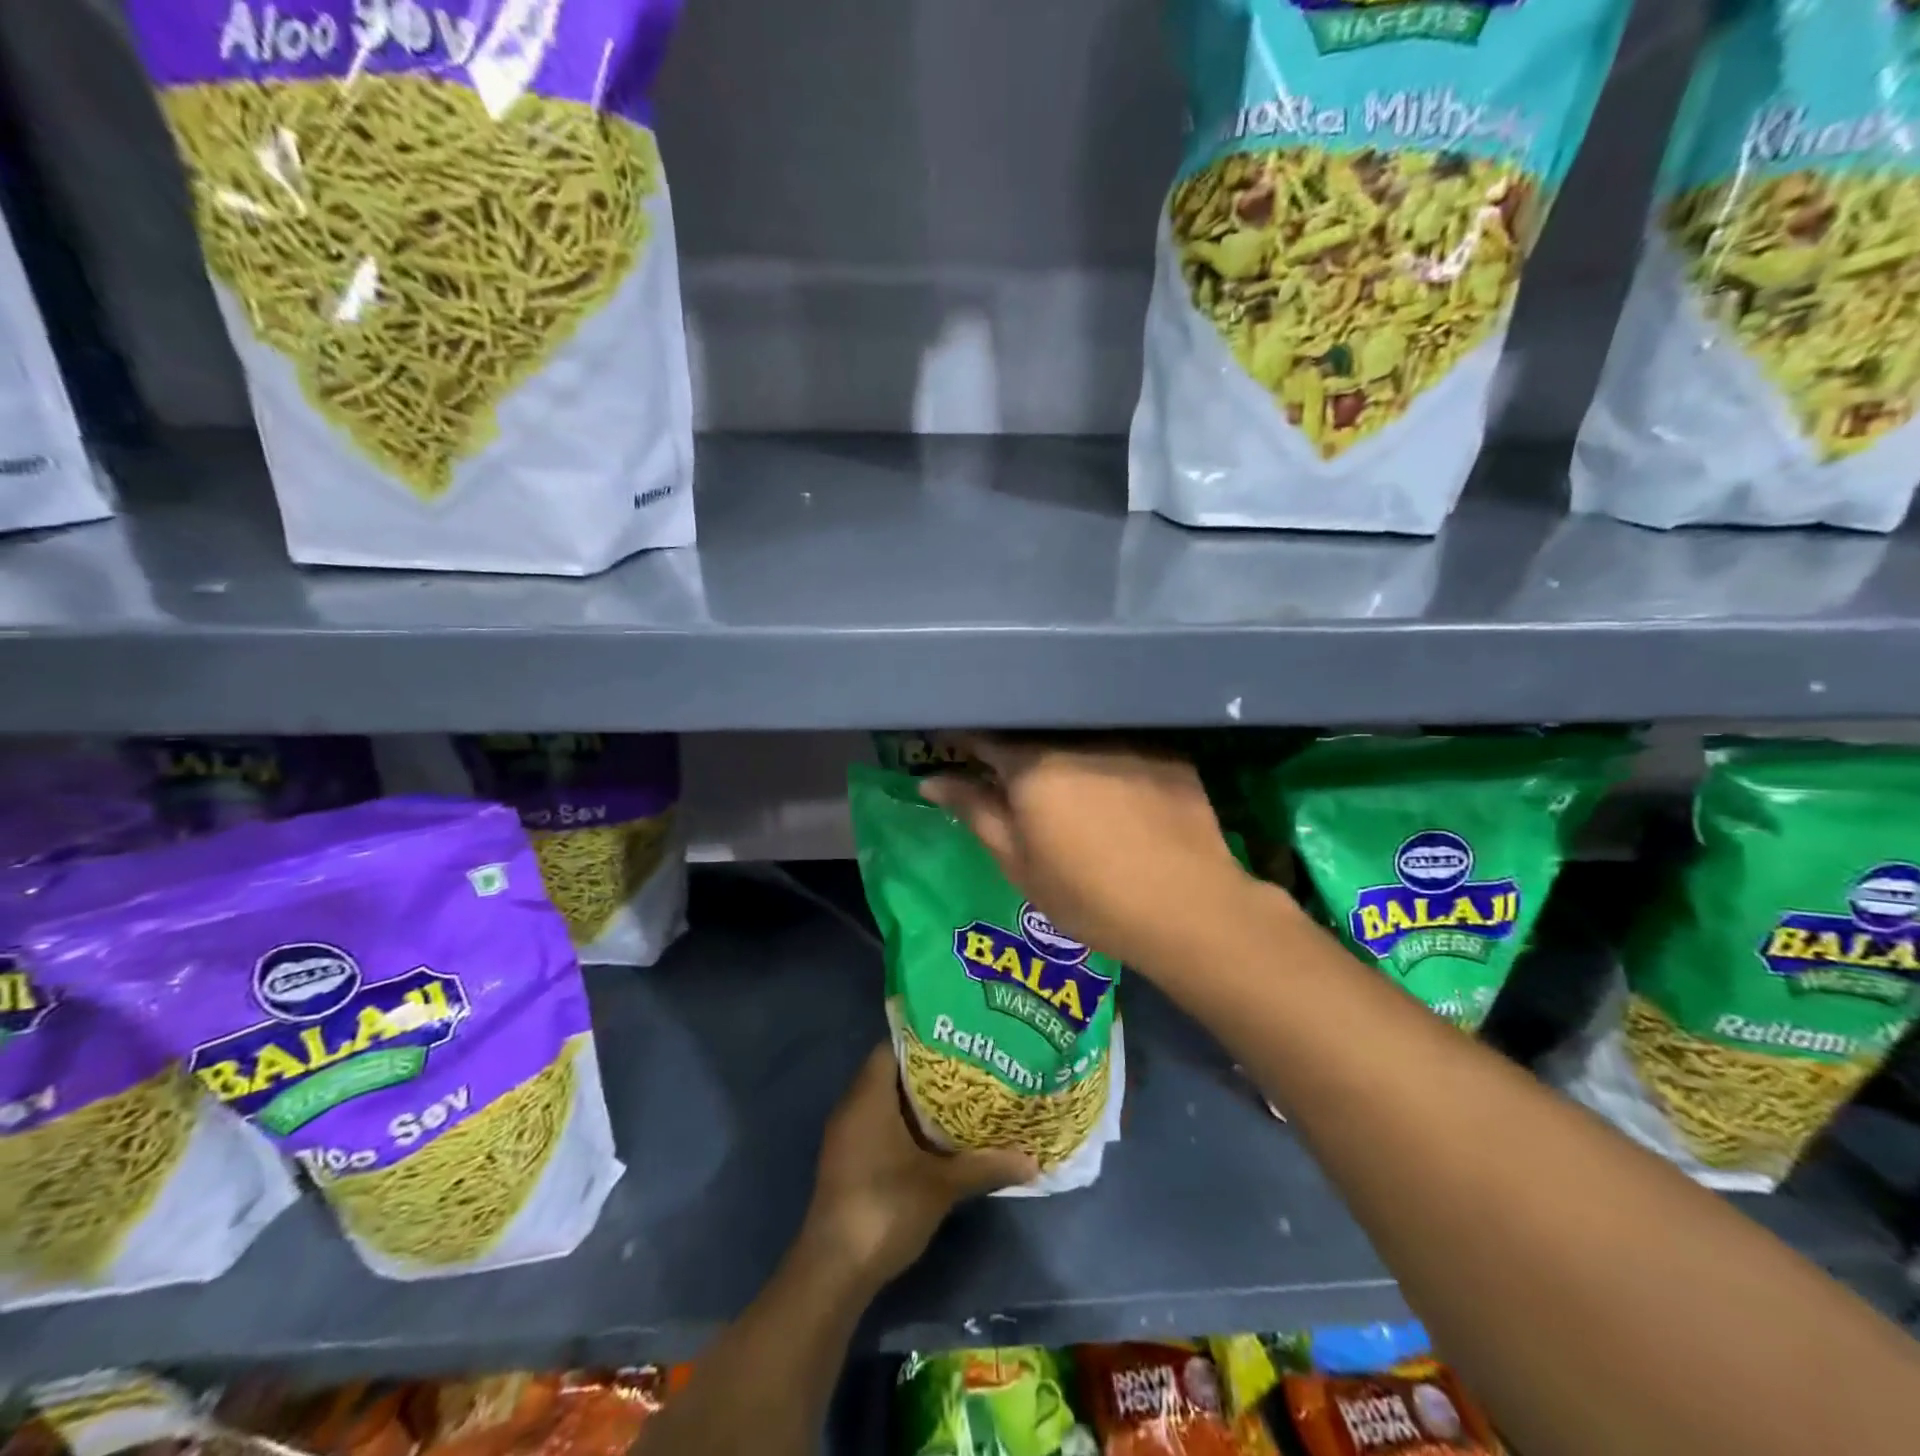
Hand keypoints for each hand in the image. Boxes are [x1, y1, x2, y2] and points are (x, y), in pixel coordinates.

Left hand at [802, 1045, 1037, 1288]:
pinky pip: (878, 1124)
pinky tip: (937, 1138)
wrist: (834, 1271)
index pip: (893, 1046)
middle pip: (891, 1073)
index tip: (959, 1039)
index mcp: (869, 1096)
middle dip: (929, 1071)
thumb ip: (985, 1167)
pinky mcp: (848, 1160)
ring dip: (918, 1101)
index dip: (925, 1039)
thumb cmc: (885, 1208)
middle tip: (970, 1067)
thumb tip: (1032, 1161)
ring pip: (885, 1101)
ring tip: (962, 1097)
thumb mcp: (942, 1186)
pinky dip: (905, 1125)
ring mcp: (847, 1135)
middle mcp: (853, 1106)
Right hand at [919, 735, 1254, 970]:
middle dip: (1011, 743)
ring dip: (1059, 746)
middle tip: (1003, 769)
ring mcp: (1126, 739)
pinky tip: (1112, 783)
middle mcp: (1076, 737)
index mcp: (1032, 764)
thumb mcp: (1018, 862)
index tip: (948, 745)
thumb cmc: (1088, 894)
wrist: (1187, 907)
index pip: (982, 734)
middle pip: (1031, 729)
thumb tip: (932, 780)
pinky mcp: (1166, 752)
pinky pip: (1120, 743)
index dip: (961, 738)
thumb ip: (974, 811)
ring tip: (1060, 776)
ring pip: (1077, 733)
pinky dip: (1105, 757)